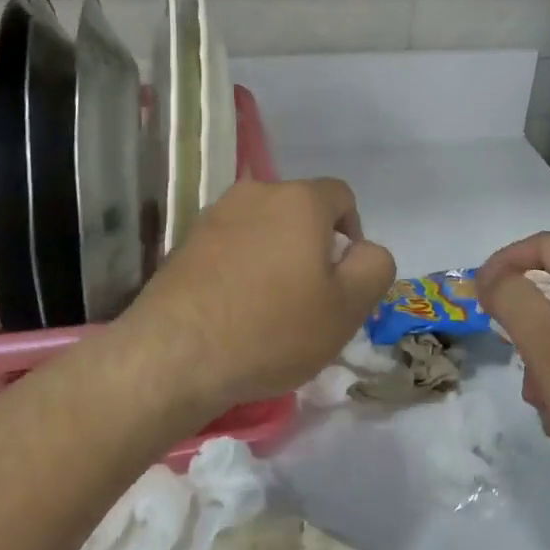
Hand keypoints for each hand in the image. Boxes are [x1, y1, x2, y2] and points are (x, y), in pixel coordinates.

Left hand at [116, 178, 396, 430]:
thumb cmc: (272, 329)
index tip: (343, 279)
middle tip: (310, 299)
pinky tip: (235, 311)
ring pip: (263, 229)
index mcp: (300, 200)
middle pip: (300, 212)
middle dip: (313, 247)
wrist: (174, 356)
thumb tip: (364, 250)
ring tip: (269, 309)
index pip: (341, 196)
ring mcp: (214, 216)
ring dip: (276, 258)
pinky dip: (242, 269)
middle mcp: (255, 193)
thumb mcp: (347, 308)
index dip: (352, 234)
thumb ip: (374, 267)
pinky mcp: (184, 243)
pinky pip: (231, 247)